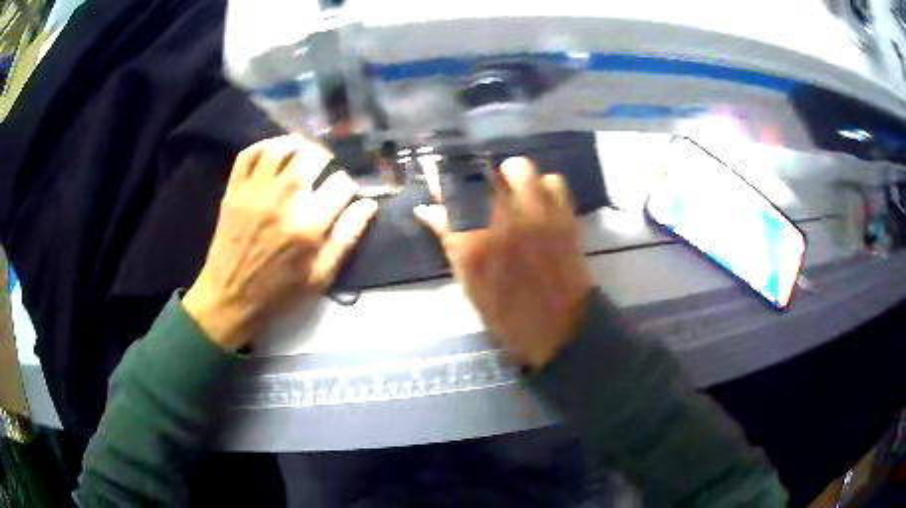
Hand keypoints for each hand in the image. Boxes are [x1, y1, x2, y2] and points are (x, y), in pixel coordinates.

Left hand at [183, 135, 377, 350]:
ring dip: (297, 145)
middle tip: (326, 170)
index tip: (344, 195)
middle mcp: (283, 200)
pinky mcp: (234, 191)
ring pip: (281, 148)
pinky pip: (248, 154)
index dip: (349, 187)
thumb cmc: (278, 293)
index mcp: (308, 225)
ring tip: (303, 153)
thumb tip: (369, 205)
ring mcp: (255, 192)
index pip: (341, 185)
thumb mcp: (320, 277)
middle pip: (312, 156)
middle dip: (326, 158)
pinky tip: (273, 153)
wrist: (230, 298)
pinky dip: (264, 146)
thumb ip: (346, 239)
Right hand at [415, 157, 590, 367]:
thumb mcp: (467, 281)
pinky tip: (538, 201)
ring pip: (518, 168)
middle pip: (480, 172)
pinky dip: (543, 186)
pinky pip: (553, 181)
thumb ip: (449, 240)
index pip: (448, 193)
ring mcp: (538, 214)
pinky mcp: (564, 215)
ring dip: (509, 176)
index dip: (440, 177)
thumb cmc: (505, 313)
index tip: (435, 169)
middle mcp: (503, 219)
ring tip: (509, 192)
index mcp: (473, 241)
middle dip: (471, 174)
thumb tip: (428, 210)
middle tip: (476, 188)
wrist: (559, 327)